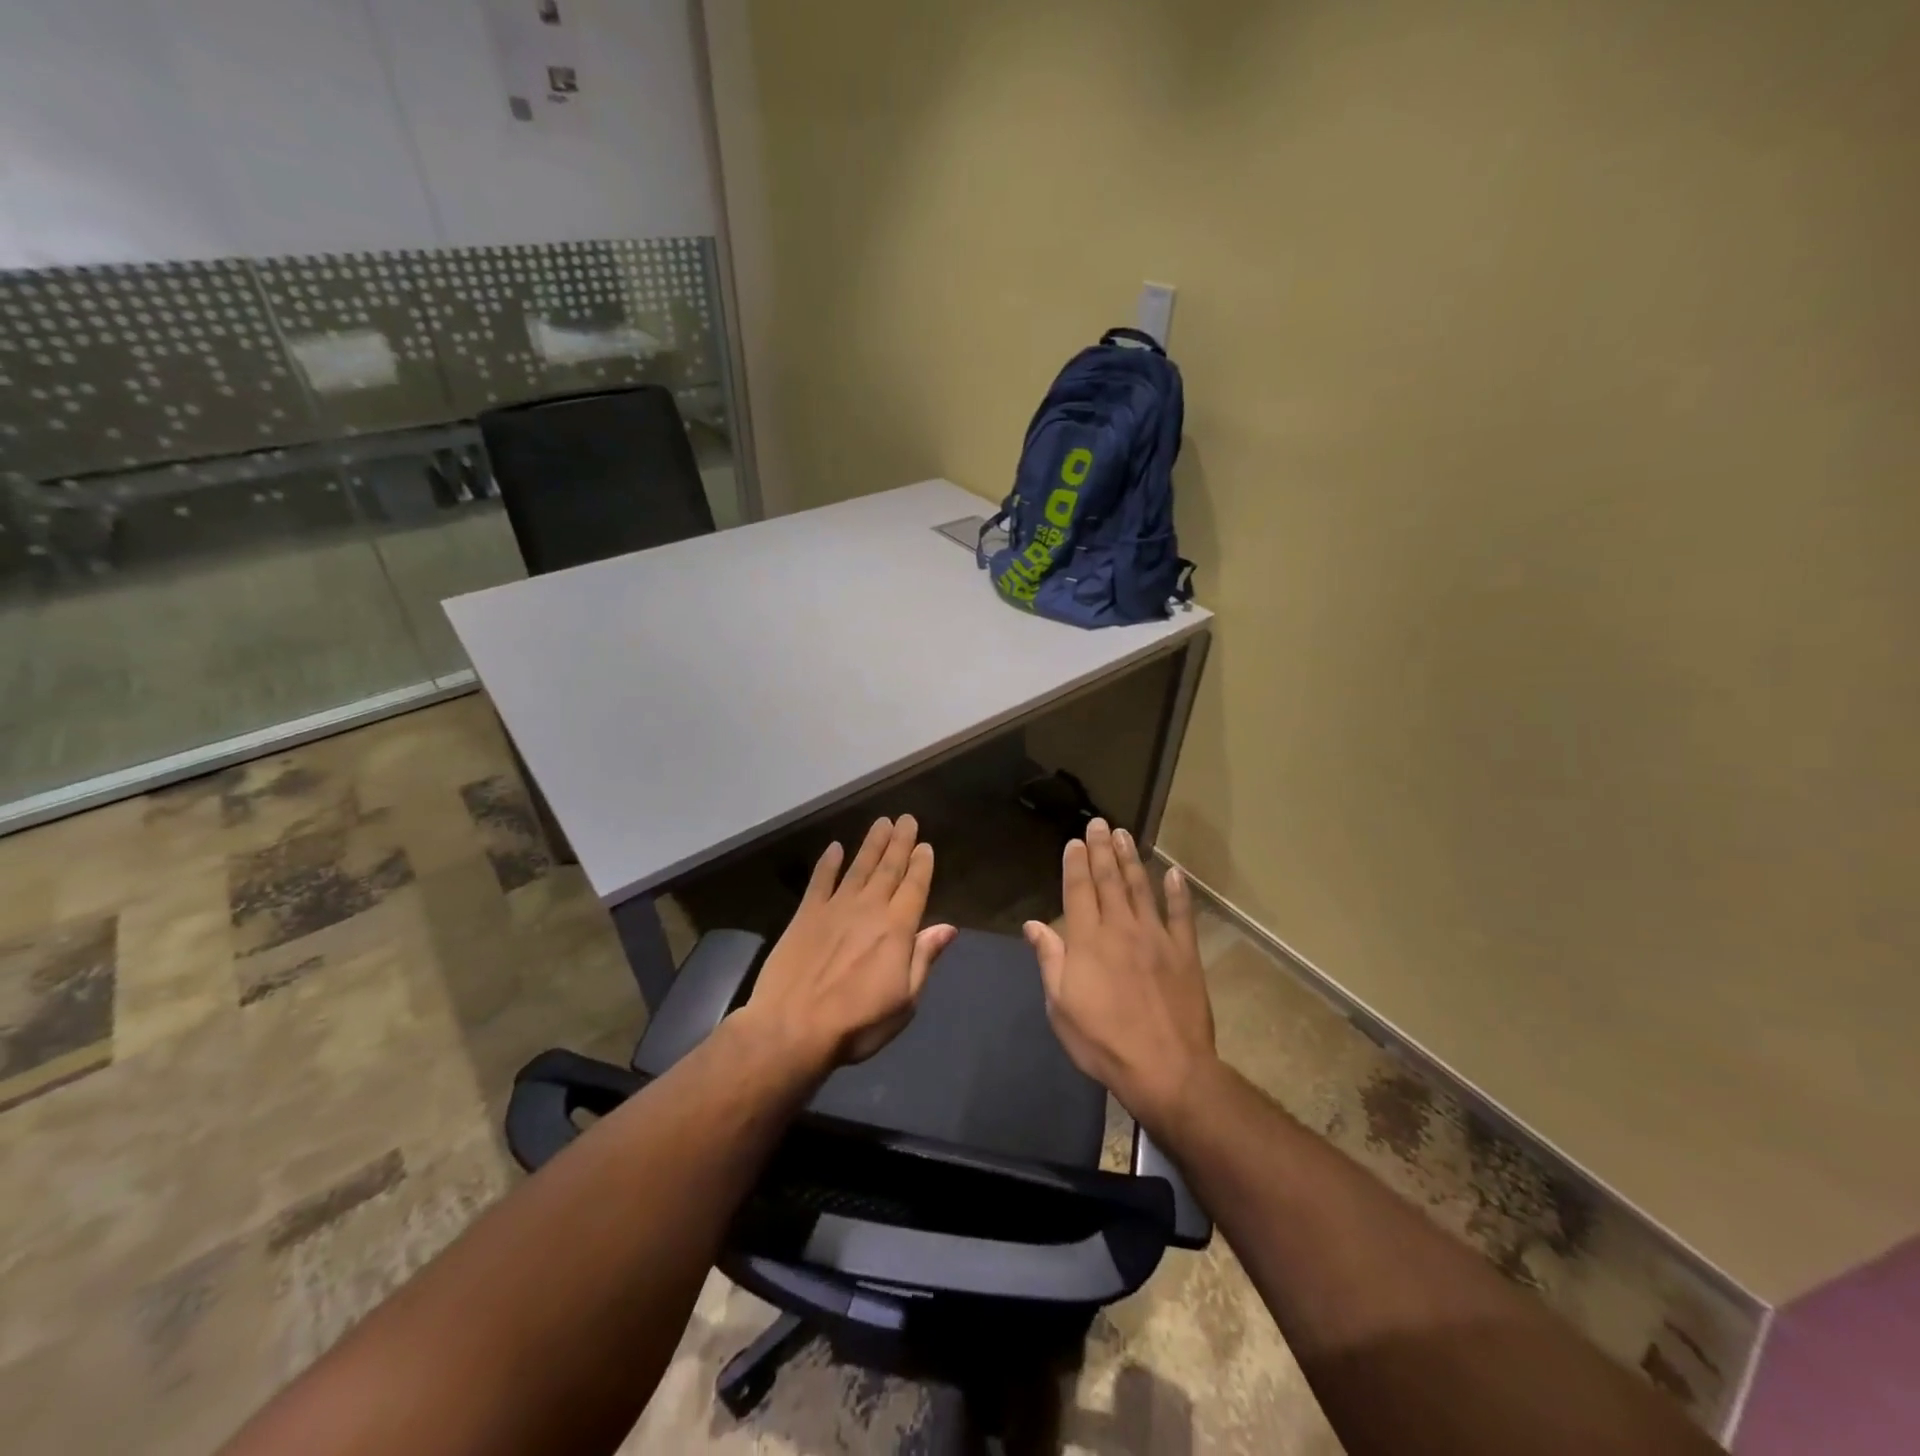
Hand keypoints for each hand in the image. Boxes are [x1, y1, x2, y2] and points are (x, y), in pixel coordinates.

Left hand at [740, 815, 956, 1074]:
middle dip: (900, 842)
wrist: (792, 1029)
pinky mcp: (806, 915)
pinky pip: (820, 881)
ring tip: (882, 822)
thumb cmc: (857, 1023)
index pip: (914, 887)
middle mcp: (869, 909)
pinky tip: (835, 847)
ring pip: (859, 867)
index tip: (925, 844)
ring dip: (872, 844)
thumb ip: (924, 958)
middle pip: (888, 868)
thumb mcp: (904, 1001)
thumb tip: (948, 927)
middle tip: (907, 818)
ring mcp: (835, 908)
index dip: (921, 865)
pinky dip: (828, 863)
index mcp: (897, 929)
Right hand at [1025, 819, 1216, 1134]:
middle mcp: (1120, 928)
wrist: (1165, 1068)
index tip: (1075, 841)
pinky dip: (1177, 892)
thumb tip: (1032, 924)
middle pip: (1109, 880)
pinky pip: (1181, 915)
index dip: (1075, 864)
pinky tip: (1174, 873)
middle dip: (1102, 850)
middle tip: (1100, 824)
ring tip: (1125, 835)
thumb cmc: (1102, 1041)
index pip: (1078, 891)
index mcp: (1087, 940)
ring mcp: (1155, 937)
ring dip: (1131, 860)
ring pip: (1141, 888)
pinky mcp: (1184, 952)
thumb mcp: (1060, 1006)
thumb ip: (1049, 960)